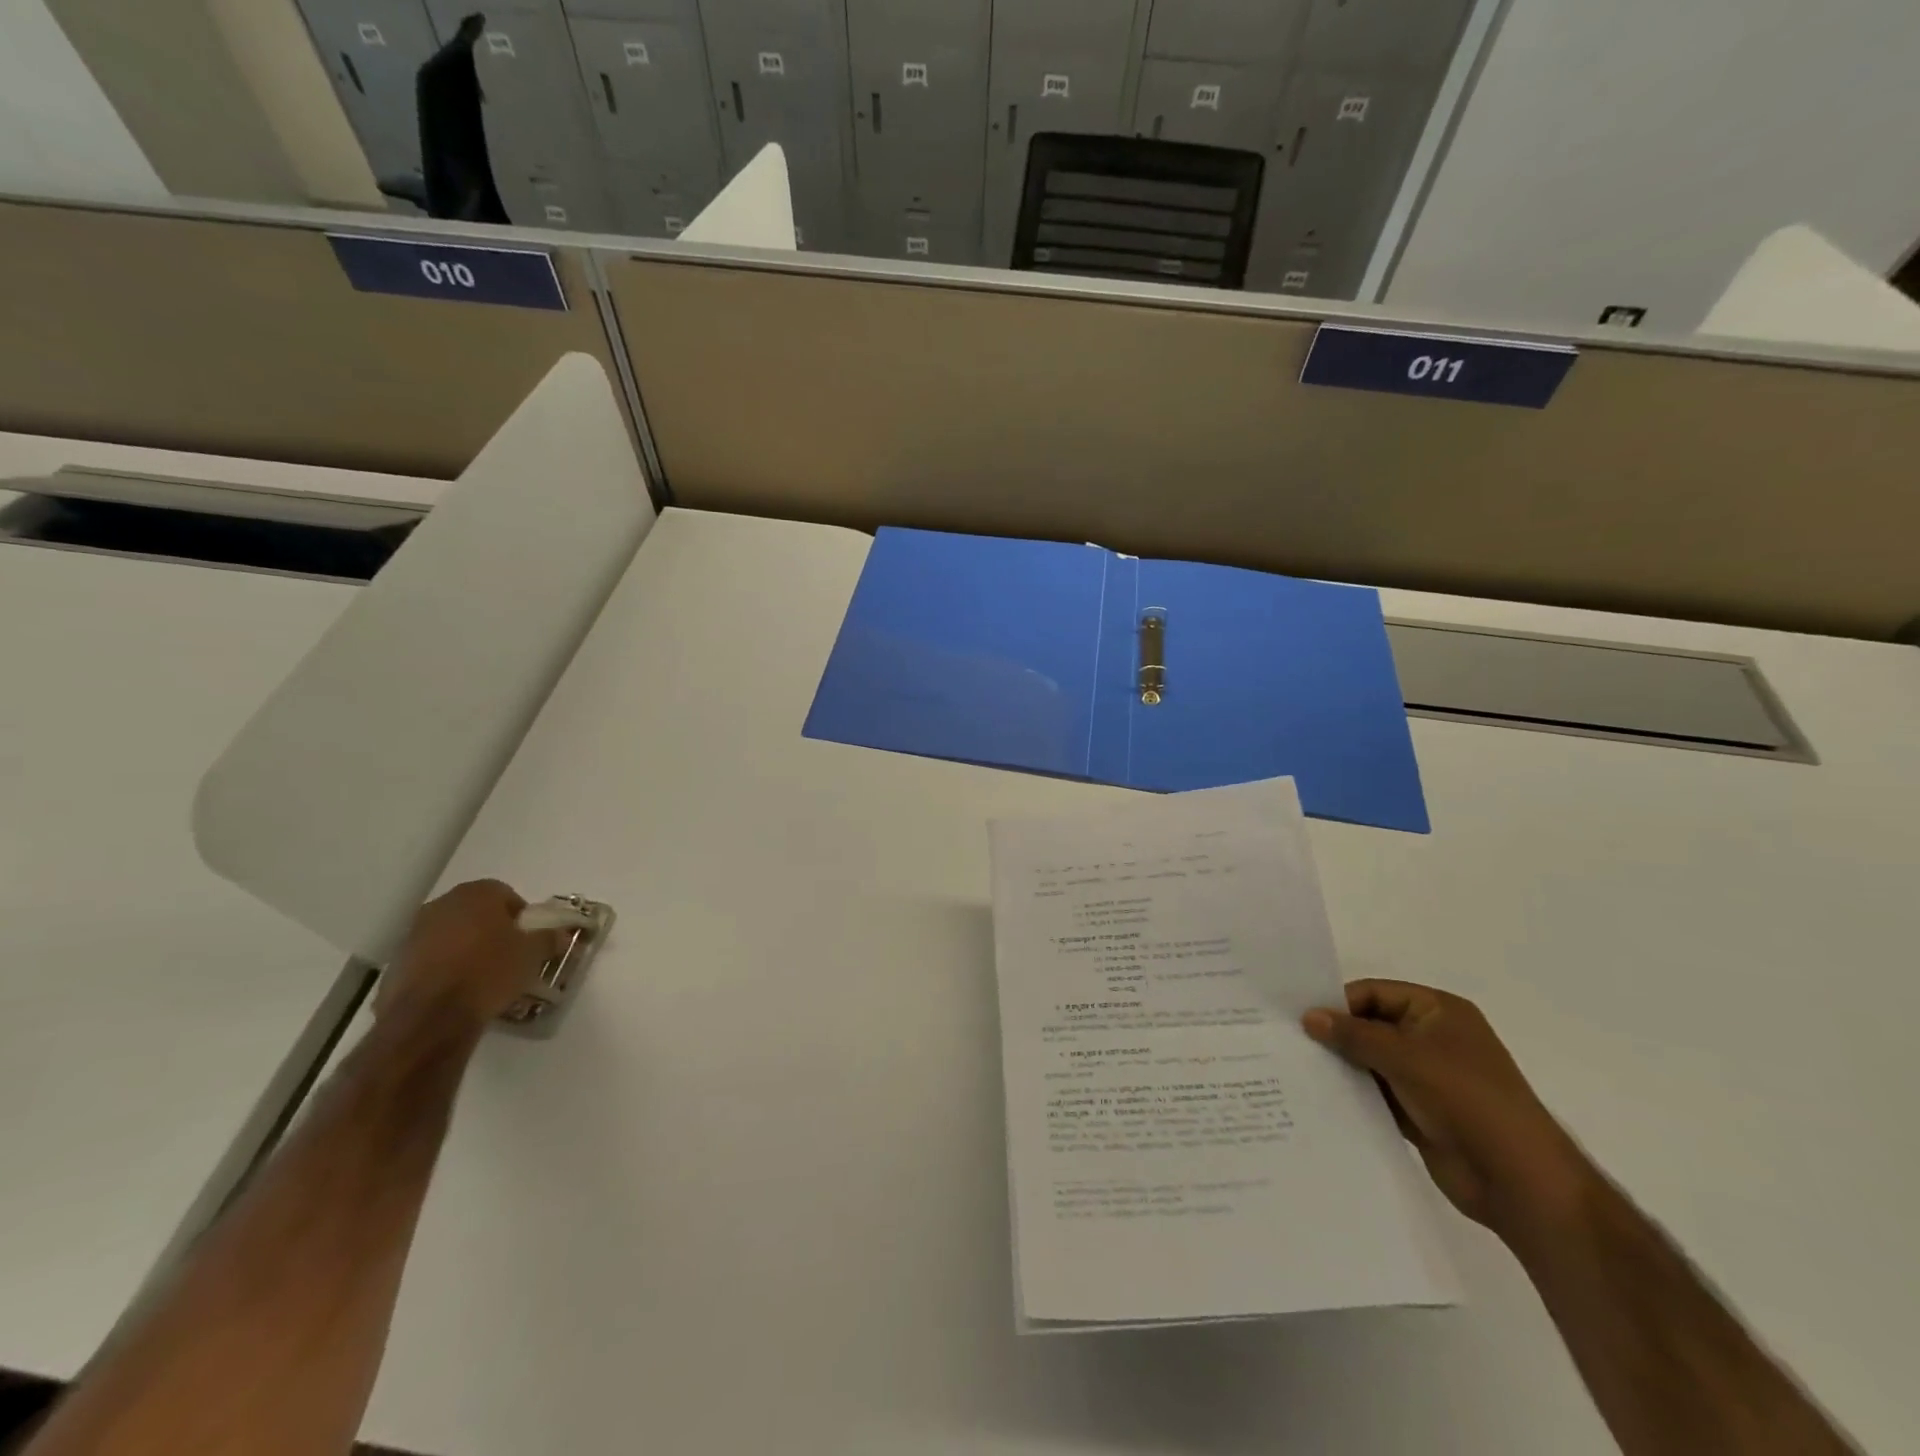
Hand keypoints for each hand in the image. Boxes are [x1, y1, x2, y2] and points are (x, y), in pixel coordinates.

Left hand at [377, 880, 563, 1031]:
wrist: (430, 1017)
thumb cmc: (489, 972)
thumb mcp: (533, 955)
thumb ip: (549, 939)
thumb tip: (560, 935)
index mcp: (476, 894)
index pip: (506, 895)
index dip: (520, 917)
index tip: (527, 939)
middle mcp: (442, 905)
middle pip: (475, 912)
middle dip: (491, 930)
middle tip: (508, 955)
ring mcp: (414, 933)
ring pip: (450, 935)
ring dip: (465, 949)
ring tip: (482, 977)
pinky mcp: (396, 963)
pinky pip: (430, 959)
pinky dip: (443, 969)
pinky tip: (457, 992)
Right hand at [1303, 980, 1594, 1240]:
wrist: (1519, 1181)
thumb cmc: (1466, 1099)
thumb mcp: (1405, 1057)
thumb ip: (1353, 1034)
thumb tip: (1308, 1016)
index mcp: (1438, 1011)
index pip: (1374, 993)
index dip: (1338, 1003)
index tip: (1298, 1019)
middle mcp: (1432, 1038)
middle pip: (1370, 1026)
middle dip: (1335, 1035)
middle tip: (1289, 1041)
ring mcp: (1427, 1078)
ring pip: (1371, 1061)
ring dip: (1342, 1066)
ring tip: (1296, 1068)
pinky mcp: (1420, 1112)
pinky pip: (1377, 1094)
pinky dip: (1354, 1094)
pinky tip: (1320, 1097)